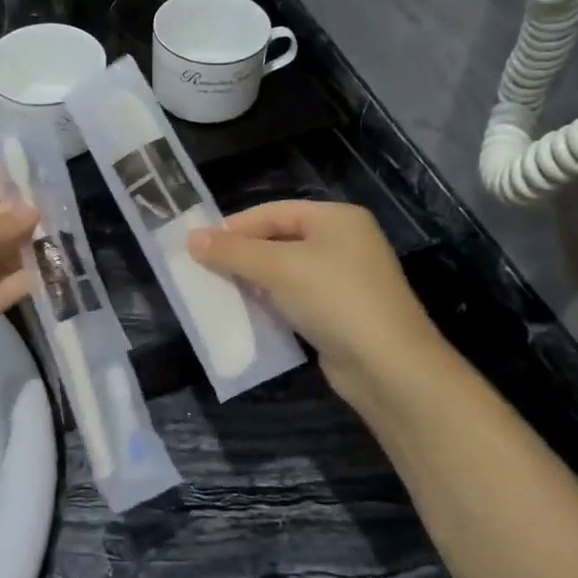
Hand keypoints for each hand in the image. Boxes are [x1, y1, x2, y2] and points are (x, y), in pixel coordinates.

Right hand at [188, 202, 440, 407]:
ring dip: (253, 281)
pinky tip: (247, 314)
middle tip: (204, 269)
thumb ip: (233, 252)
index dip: (235, 227)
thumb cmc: (333, 299)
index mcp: (336, 218)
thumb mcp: (278, 268)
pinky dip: (270, 303)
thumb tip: (191, 239)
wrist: (386, 365)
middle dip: (242, 255)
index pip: (274, 212)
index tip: (198, 245)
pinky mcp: (339, 313)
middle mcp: (343, 243)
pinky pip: (295, 299)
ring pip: (285, 272)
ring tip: (218, 291)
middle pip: (279, 240)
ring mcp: (344, 280)